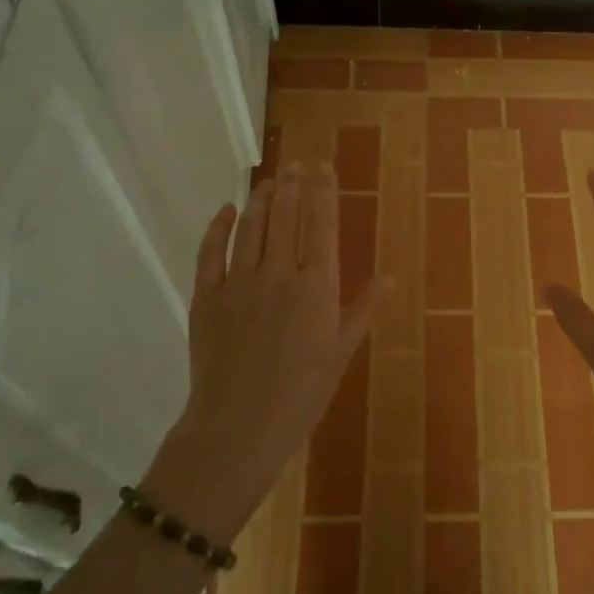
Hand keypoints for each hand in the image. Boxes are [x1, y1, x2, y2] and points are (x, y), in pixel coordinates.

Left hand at [148, 164, 379, 539]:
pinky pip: (210, 251)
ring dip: (261, 198)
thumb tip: (387, 276)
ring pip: (251, 226)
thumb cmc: (302, 395)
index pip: (322, 224)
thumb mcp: (341, 353)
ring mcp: (238, 282)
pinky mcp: (206, 297)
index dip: (322, 190)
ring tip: (269, 180)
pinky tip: (227, 210)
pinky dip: (219, 226)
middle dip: (292, 185)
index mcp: (317, 287)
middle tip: (296, 165)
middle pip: (285, 216)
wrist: (239, 428)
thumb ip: (362, 310)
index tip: (322, 167)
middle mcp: (279, 273)